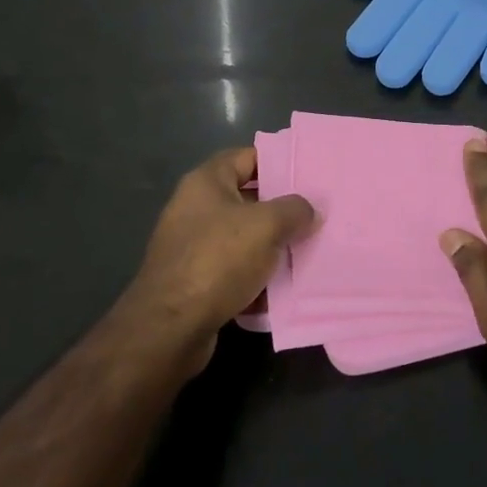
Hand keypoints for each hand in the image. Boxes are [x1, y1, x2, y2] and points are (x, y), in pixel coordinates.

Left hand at [116, 148, 315, 373]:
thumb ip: (295, 210)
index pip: (246, 157)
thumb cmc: (217, 260)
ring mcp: (193, 247)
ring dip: (272, 247)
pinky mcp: (195, 282)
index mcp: (206, 183)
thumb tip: (309, 210)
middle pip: (247, 200)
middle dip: (281, 209)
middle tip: (316, 215)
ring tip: (308, 251)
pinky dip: (256, 278)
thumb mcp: (266, 225)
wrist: (170, 328)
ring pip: (243, 239)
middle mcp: (195, 209)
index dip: (278, 162)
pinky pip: (234, 271)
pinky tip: (283, 289)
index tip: (309, 174)